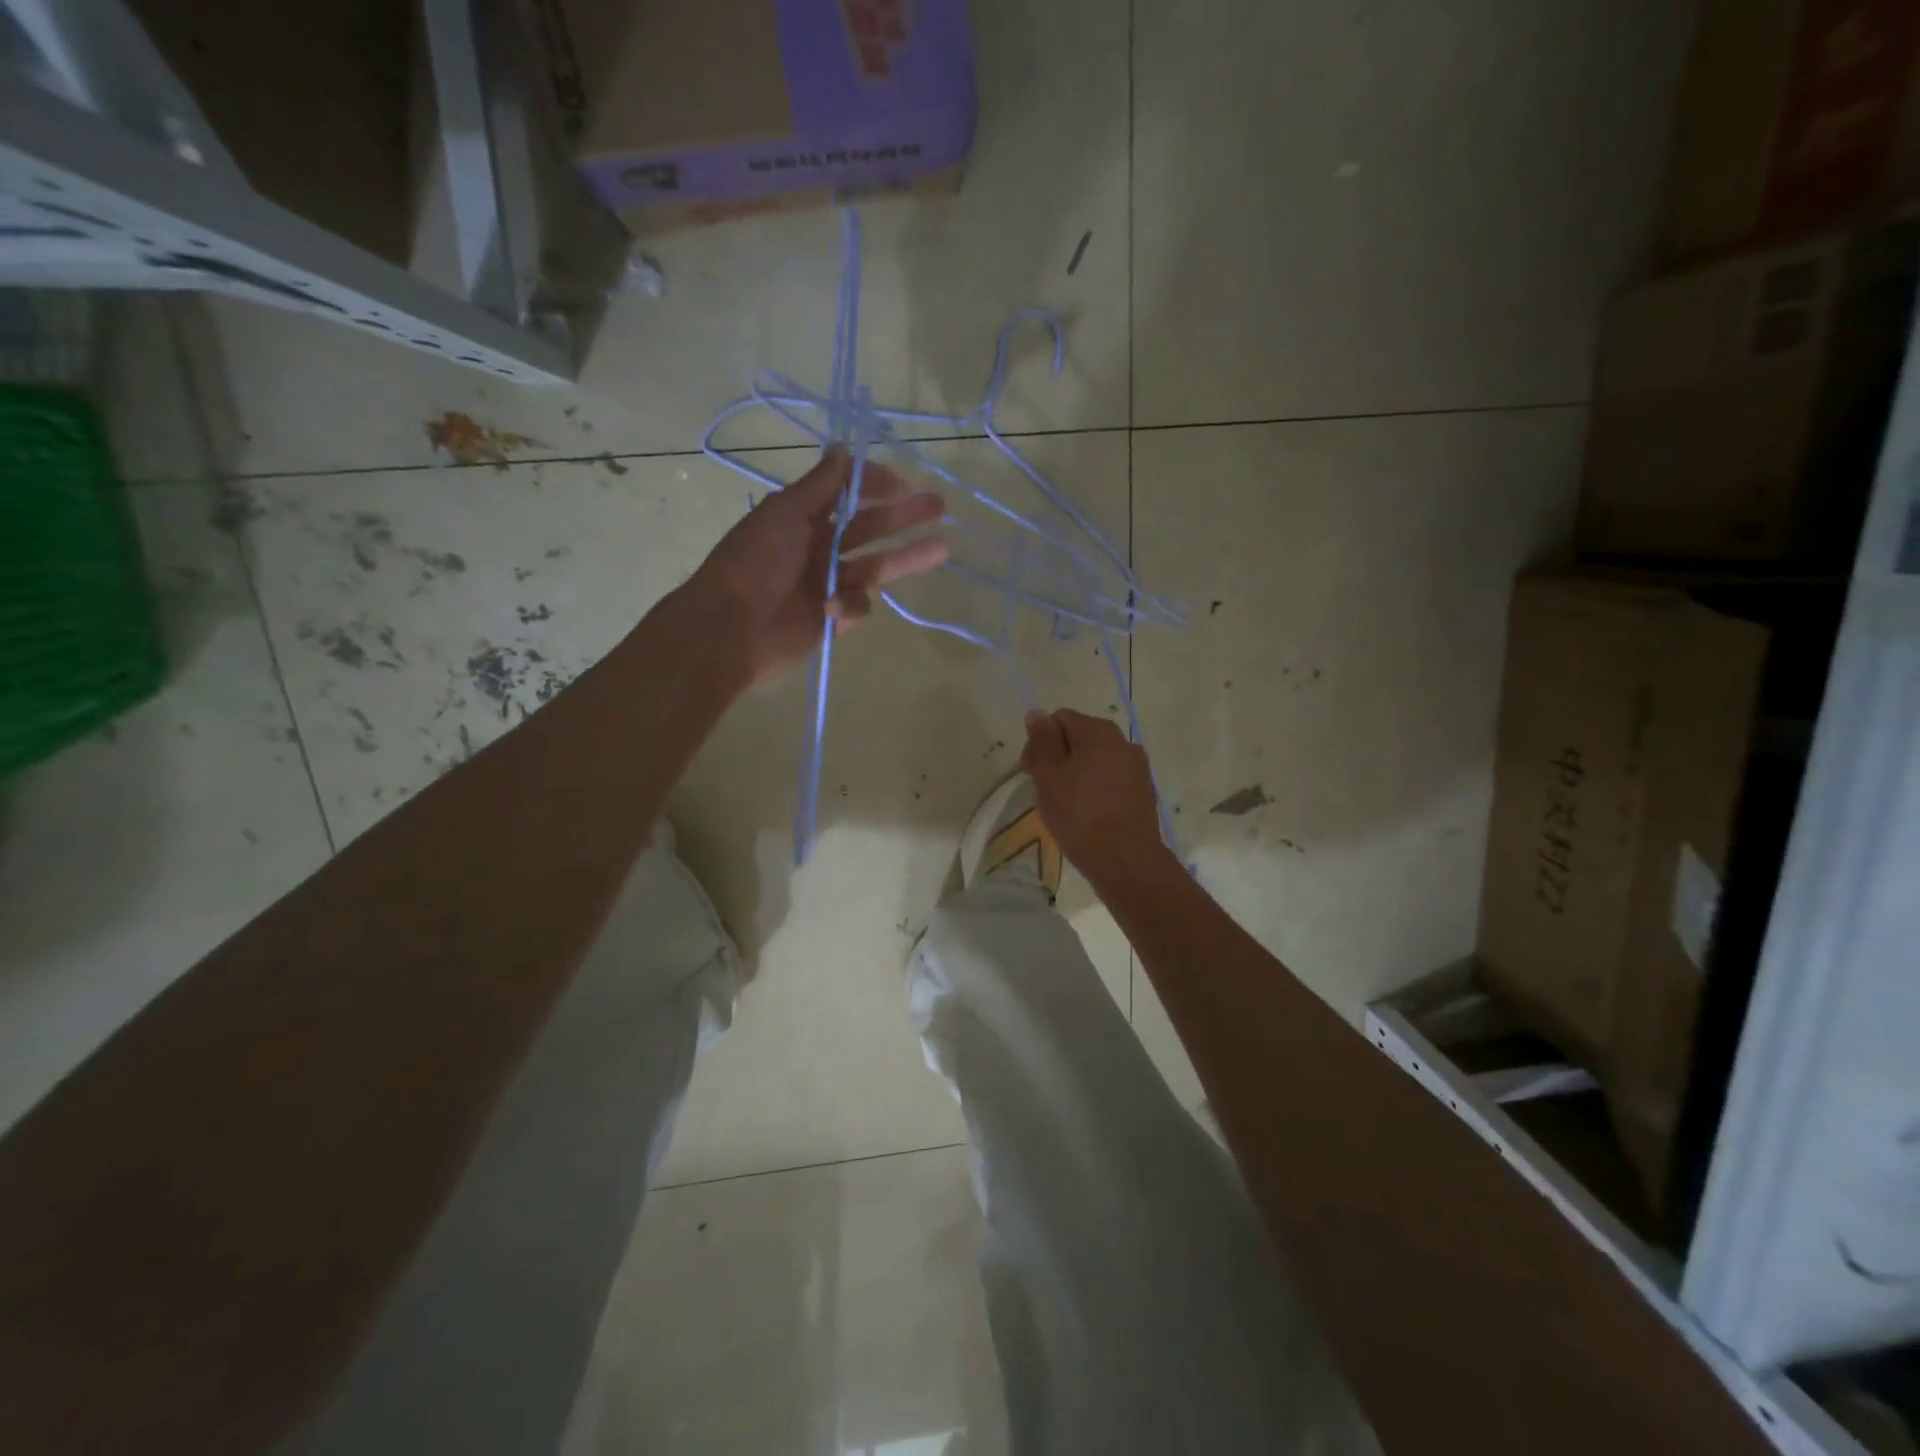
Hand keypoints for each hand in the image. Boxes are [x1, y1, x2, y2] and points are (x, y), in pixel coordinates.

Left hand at [686, 447, 948, 683]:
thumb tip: (841, 447)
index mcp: (803, 518)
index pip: (847, 495)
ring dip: (907, 556)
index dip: (874, 486)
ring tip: (943, 546)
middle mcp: (818, 547)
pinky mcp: (832, 618)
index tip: (902, 483)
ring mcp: (827, 583)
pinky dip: (849, 605)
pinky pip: (857, 605)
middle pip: (869, 528)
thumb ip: (820, 484)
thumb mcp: (785, 511)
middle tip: (940, 506)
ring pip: (875, 566)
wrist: (732, 627)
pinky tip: (830, 606)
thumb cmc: (755, 561)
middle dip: (903, 517)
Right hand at [1021, 708, 1174, 890]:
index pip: (1059, 719)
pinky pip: (1111, 778)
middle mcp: (1122, 740)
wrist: (1126, 859)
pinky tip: (1087, 812)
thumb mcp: (1049, 776)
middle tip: (1044, 790)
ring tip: (1065, 804)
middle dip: (1058, 757)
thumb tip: (1037, 712)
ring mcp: (1136, 766)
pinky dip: (1095, 787)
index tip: (1031, 772)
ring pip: (1095, 759)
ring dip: (1077, 773)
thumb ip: (1042, 741)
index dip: (1040, 741)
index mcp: (1097, 731)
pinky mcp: (1143, 789)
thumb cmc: (1080, 815)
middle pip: (1079, 736)